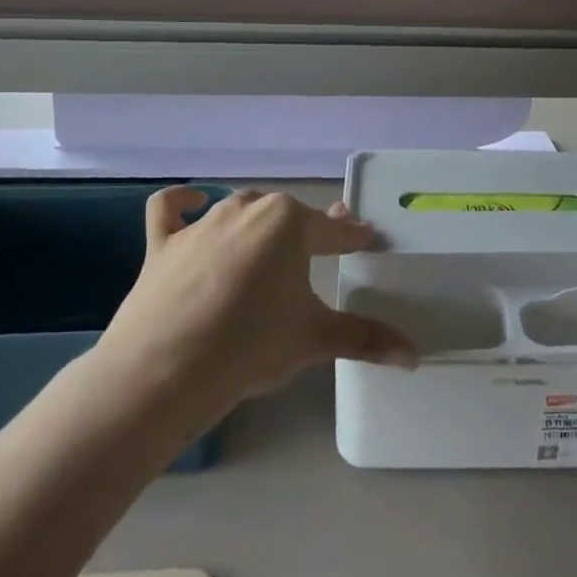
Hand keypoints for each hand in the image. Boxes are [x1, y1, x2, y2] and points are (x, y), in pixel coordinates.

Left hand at [101, 188, 417, 405]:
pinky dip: (183, 203)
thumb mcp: (315, 339)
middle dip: (306, 231)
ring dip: (258, 225)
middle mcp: (247, 209)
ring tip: (269, 251)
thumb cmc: (250, 346)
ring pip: (240, 211)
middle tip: (319, 253)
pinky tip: (194, 203)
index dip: (354, 238)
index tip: (367, 240)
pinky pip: (171, 210)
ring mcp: (201, 224)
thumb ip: (366, 339)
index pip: (334, 231)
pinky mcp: (164, 244)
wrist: (163, 373)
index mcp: (289, 223)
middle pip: (288, 216)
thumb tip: (414, 357)